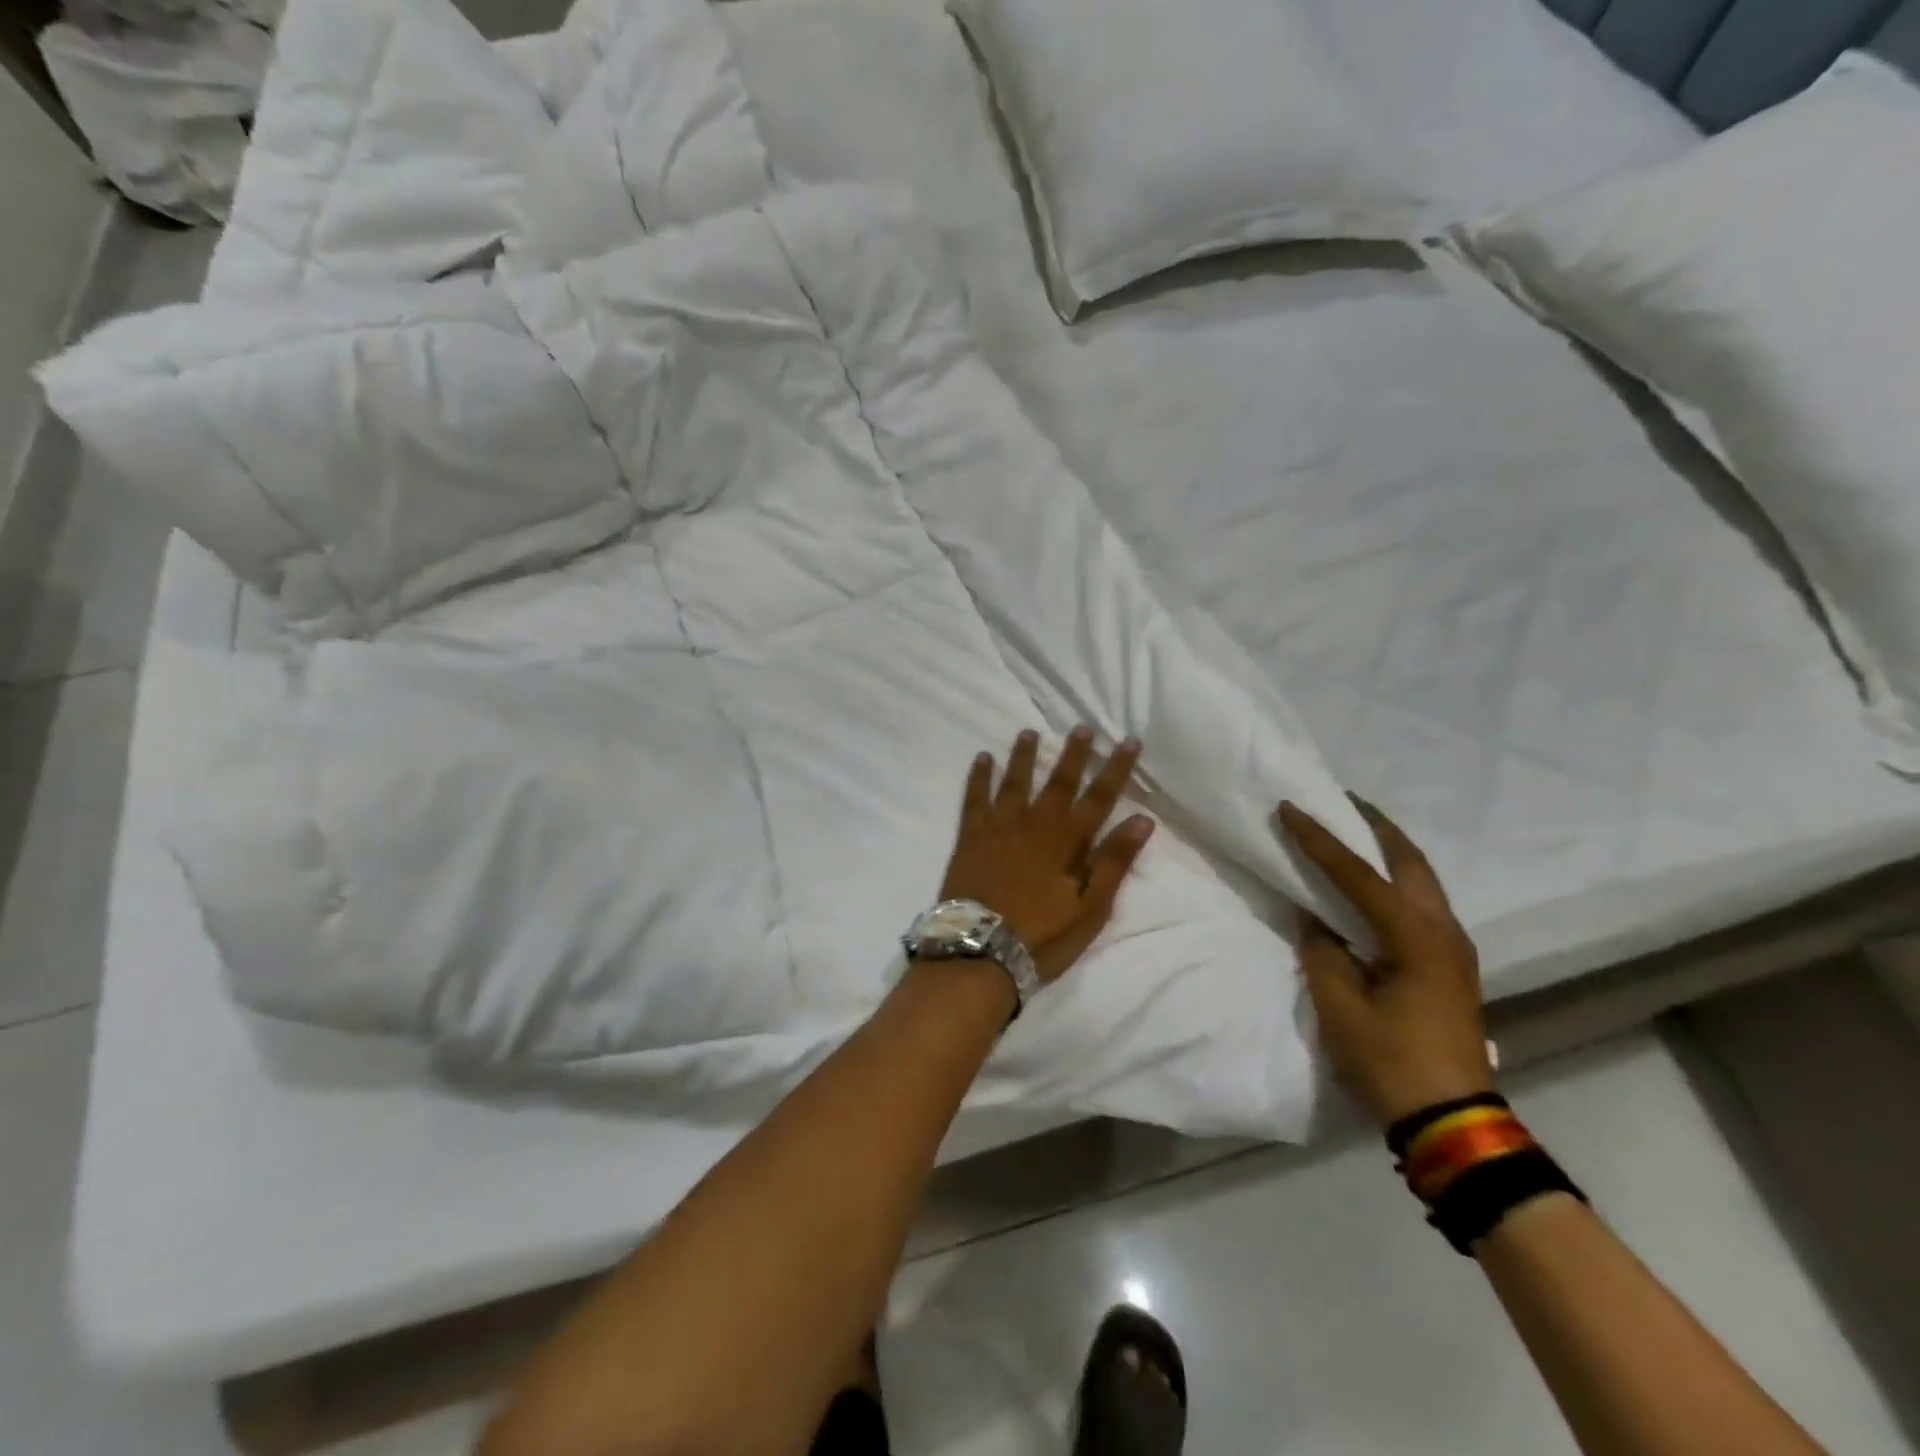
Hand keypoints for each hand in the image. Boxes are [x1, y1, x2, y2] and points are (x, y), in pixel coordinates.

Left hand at [939, 727, 1155, 982]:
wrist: (980, 950)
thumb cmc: (1043, 935)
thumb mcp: (1091, 908)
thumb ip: (1114, 862)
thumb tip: (1141, 820)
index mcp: (1068, 840)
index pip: (1100, 797)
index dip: (1116, 768)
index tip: (1128, 740)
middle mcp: (1035, 823)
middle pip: (1059, 781)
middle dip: (1074, 753)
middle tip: (1082, 727)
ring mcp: (1000, 827)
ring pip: (1015, 781)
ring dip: (1024, 756)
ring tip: (1029, 732)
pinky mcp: (971, 836)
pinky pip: (975, 798)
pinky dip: (979, 776)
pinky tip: (983, 758)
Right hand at [1277, 795, 1493, 1129]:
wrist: (1452, 1119)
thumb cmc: (1390, 1058)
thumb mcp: (1339, 1002)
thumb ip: (1322, 950)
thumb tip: (1315, 920)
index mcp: (1414, 934)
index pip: (1356, 873)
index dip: (1319, 839)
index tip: (1290, 807)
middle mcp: (1441, 929)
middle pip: (1409, 860)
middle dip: (1374, 826)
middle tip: (1342, 801)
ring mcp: (1452, 947)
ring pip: (1420, 880)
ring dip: (1387, 851)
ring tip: (1353, 832)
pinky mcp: (1449, 965)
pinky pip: (1420, 903)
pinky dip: (1394, 880)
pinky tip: (1371, 884)